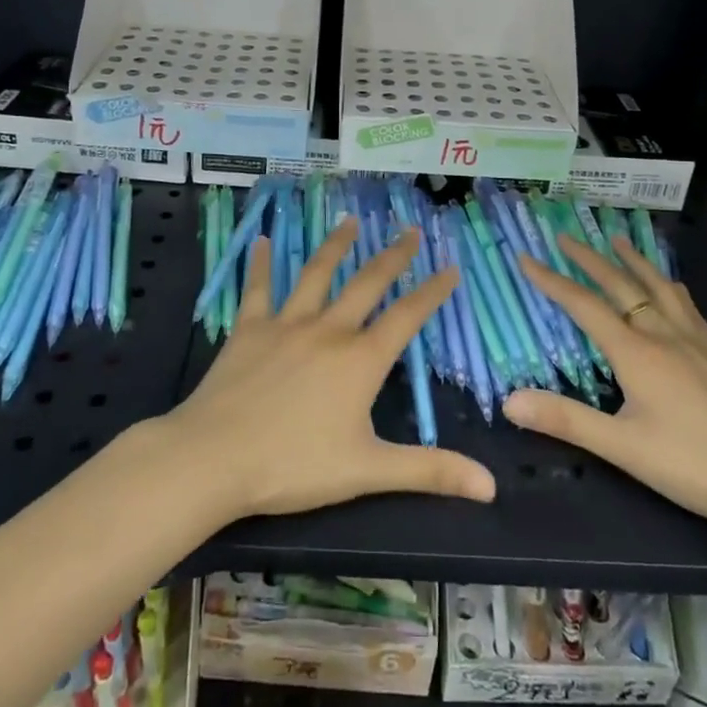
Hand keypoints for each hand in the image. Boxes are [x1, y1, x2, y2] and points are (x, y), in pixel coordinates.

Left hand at [160, 219, 496, 519]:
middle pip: (368, 283)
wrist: (215, 458)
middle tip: (410, 231)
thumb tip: (491, 486)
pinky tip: (260, 240)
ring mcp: (286, 323)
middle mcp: (328, 329)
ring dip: (336, 245)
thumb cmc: (294, 466)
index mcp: (360, 360)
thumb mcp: (368, 471)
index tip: (451, 268)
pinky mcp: (249, 328)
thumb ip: (429, 471)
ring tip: (350, 220)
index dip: (432, 292)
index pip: (407, 317)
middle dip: (393, 256)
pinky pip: (258, 287)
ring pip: (317, 273)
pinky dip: (260, 263)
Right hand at [508, 236, 706, 537]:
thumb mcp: (623, 447)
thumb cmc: (694, 464)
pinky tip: (672, 287)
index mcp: (635, 352)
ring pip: (657, 288)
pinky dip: (668, 286)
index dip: (551, 280)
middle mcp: (662, 335)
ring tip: (617, 239)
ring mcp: (693, 342)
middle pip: (620, 285)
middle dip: (589, 259)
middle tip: (565, 235)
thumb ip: (566, 420)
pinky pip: (686, 306)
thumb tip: (509, 401)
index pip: (583, 306)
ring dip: (632, 261)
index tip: (525, 257)